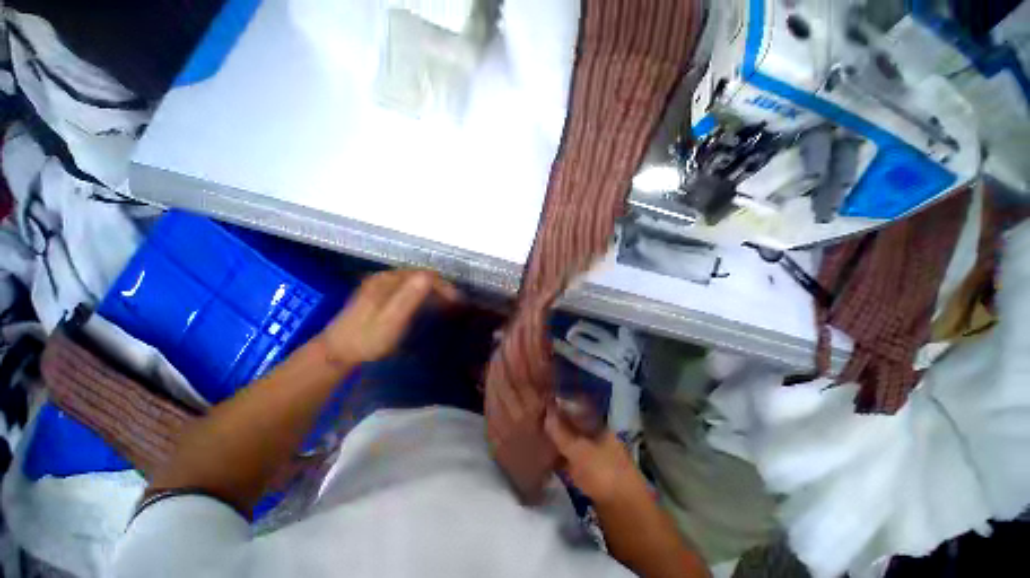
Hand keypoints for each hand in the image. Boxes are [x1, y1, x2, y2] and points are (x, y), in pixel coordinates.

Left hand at [319, 270, 460, 364]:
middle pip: (420, 275)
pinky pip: (407, 287)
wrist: (337, 352)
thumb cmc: (366, 339)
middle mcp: (384, 277)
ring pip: (414, 280)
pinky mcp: (378, 293)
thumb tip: (429, 276)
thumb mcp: (390, 320)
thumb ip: (408, 297)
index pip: (424, 275)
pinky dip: (421, 293)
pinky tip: (426, 303)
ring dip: (432, 289)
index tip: (457, 302)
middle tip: (455, 303)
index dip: (443, 286)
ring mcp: (380, 284)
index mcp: (387, 281)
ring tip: (446, 303)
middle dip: (441, 287)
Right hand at [544, 408, 643, 503]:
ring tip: (538, 439)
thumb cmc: (603, 473)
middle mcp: (599, 439)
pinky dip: (561, 461)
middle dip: (558, 426)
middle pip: (575, 428)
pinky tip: (547, 461)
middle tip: (537, 421)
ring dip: (558, 444)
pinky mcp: (591, 476)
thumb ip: (561, 432)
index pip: (579, 411)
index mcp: (600, 427)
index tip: (545, 404)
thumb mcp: (579, 450)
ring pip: (573, 446)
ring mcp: (596, 458)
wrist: (624, 512)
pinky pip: (572, 462)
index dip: (563, 407)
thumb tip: (547, 412)